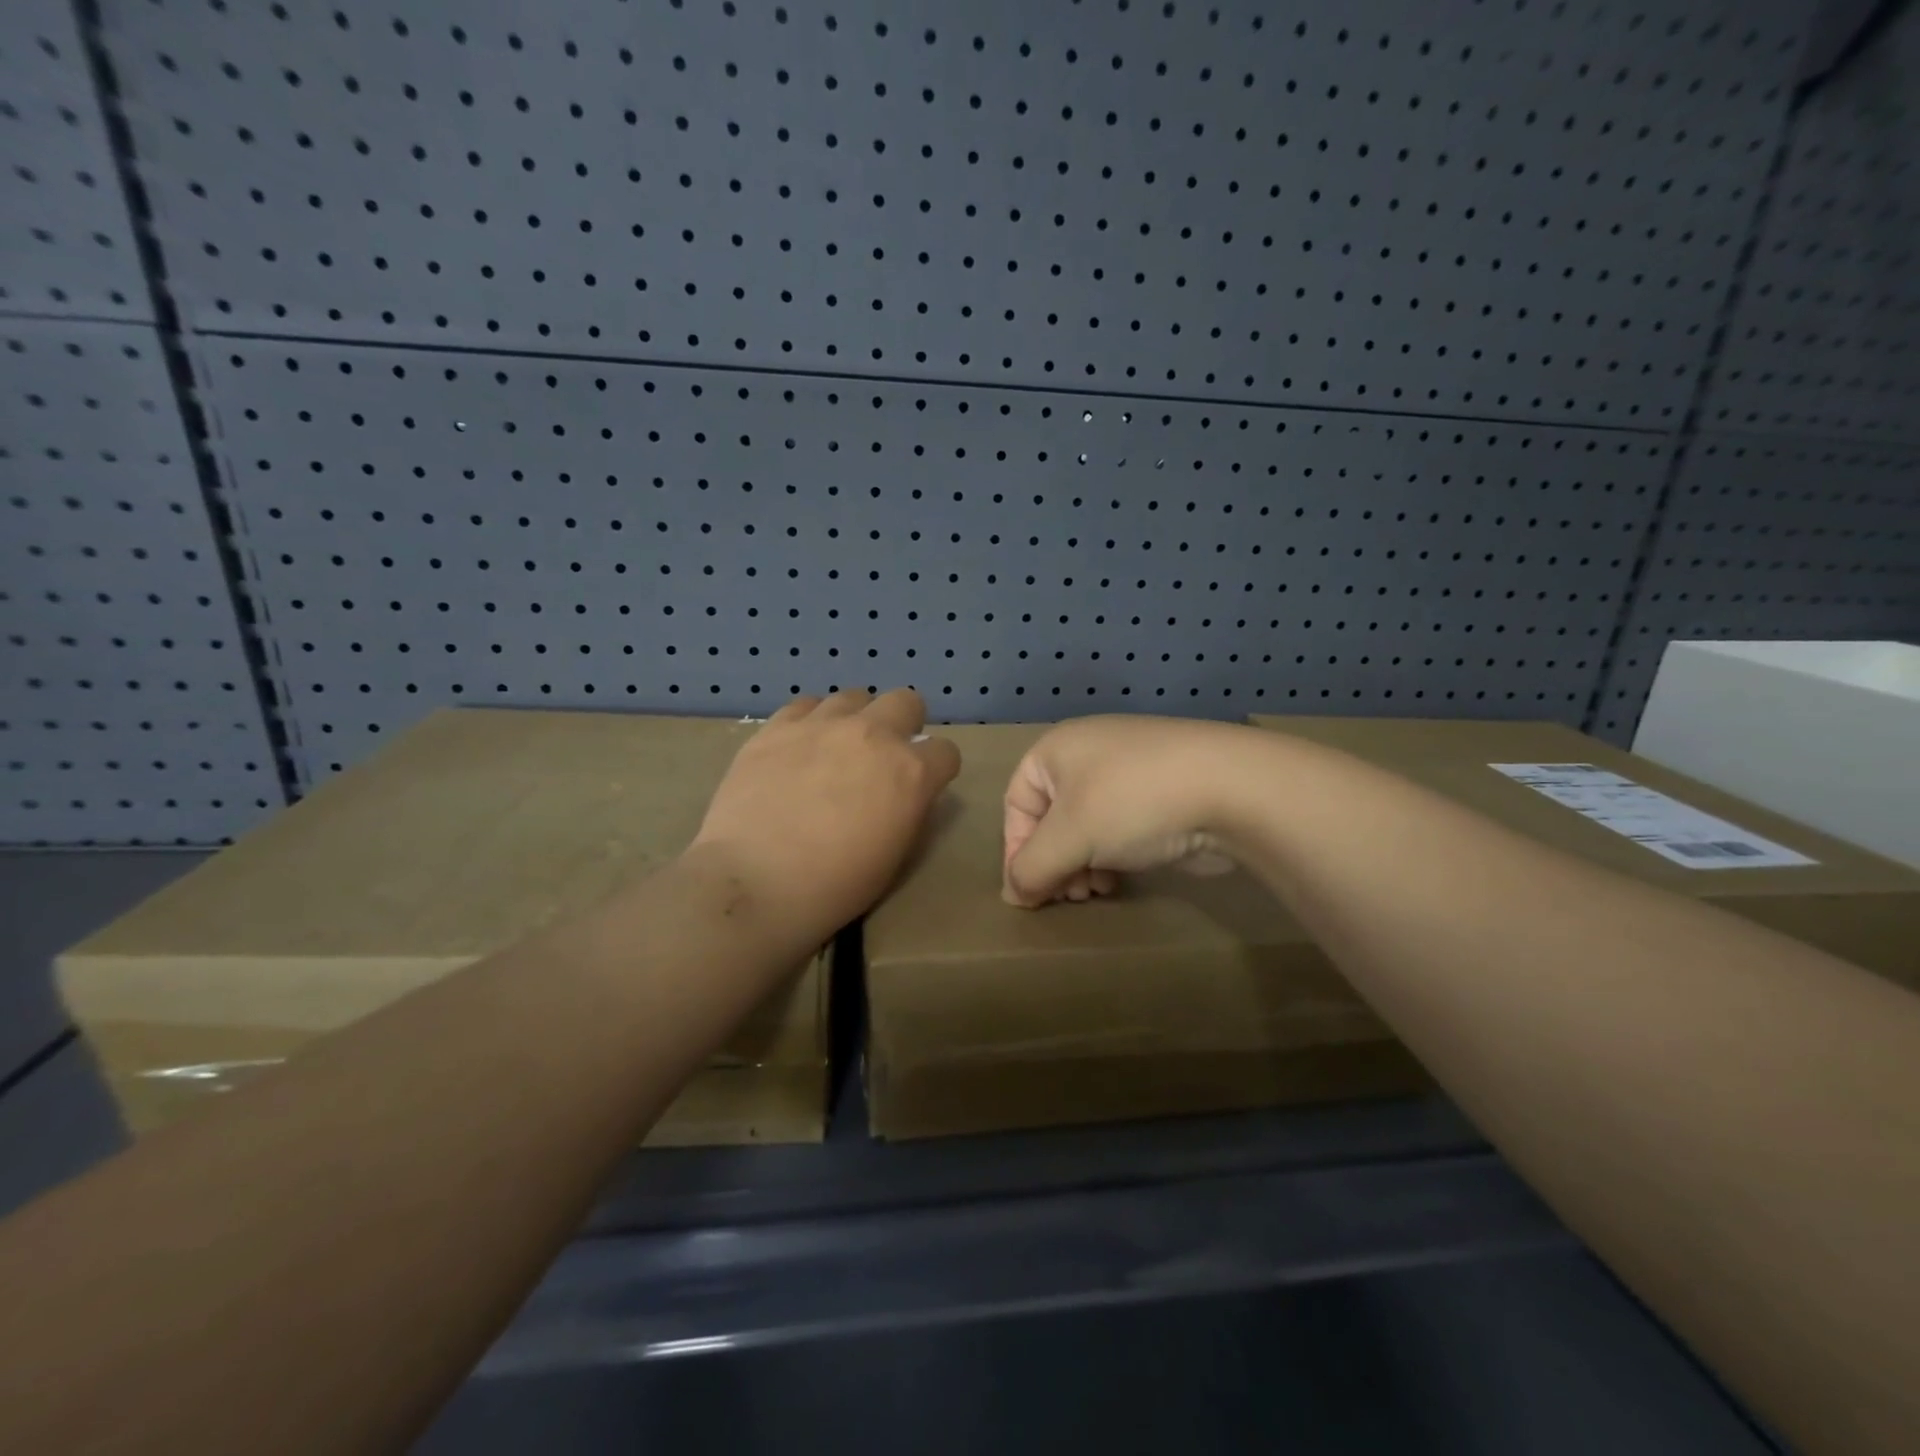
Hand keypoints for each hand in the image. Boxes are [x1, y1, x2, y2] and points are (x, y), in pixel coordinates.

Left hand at [693, 689, 960, 943]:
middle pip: (906, 702)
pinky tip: (800, 747)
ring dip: (856, 720)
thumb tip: (906, 793)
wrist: (754, 882)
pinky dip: (812, 722)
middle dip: (905, 725)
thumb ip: (908, 812)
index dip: (937, 770)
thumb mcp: (894, 858)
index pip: (946, 752)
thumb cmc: (833, 886)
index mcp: (910, 772)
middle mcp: (873, 734)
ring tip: (837, 750)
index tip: (921, 786)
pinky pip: (806, 705)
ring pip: (854, 697)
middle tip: (884, 757)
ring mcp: (822, 725)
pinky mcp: (777, 726)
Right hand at [1002, 716, 1254, 906]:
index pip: (1016, 804)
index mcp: (1057, 749)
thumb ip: (1032, 867)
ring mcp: (1128, 772)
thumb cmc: (1133, 802)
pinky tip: (1121, 880)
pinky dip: (1111, 856)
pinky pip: (1118, 829)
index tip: (1030, 893)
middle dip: (1054, 862)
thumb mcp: (1070, 836)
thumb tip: (1014, 895)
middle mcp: (1088, 754)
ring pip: (1085, 828)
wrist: (1232, 788)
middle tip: (1070, 895)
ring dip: (1081, 865)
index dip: (1016, 850)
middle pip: (1050, 819)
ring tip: (1095, 891)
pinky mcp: (1160, 794)